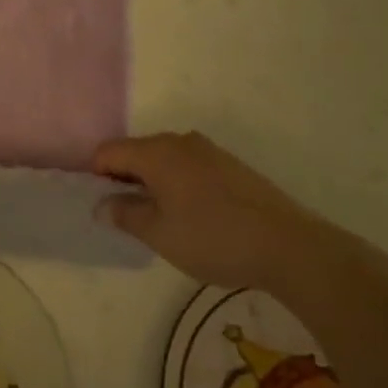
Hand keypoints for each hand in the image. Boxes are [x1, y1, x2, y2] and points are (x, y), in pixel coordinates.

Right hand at [93, 132, 333, 290]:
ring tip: (165, 220)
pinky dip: (180, 184)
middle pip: (136, 152)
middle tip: (132, 217)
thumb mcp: (159, 234)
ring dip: (155, 183)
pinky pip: (189, 167)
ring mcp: (209, 150)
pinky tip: (195, 216)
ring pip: (165, 160)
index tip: (105, 206)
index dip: (97, 176)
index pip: (108, 151)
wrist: (290, 246)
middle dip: (126, 179)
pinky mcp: (231, 165)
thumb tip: (101, 205)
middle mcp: (179, 141)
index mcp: (156, 152)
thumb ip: (125, 214)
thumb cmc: (214, 238)